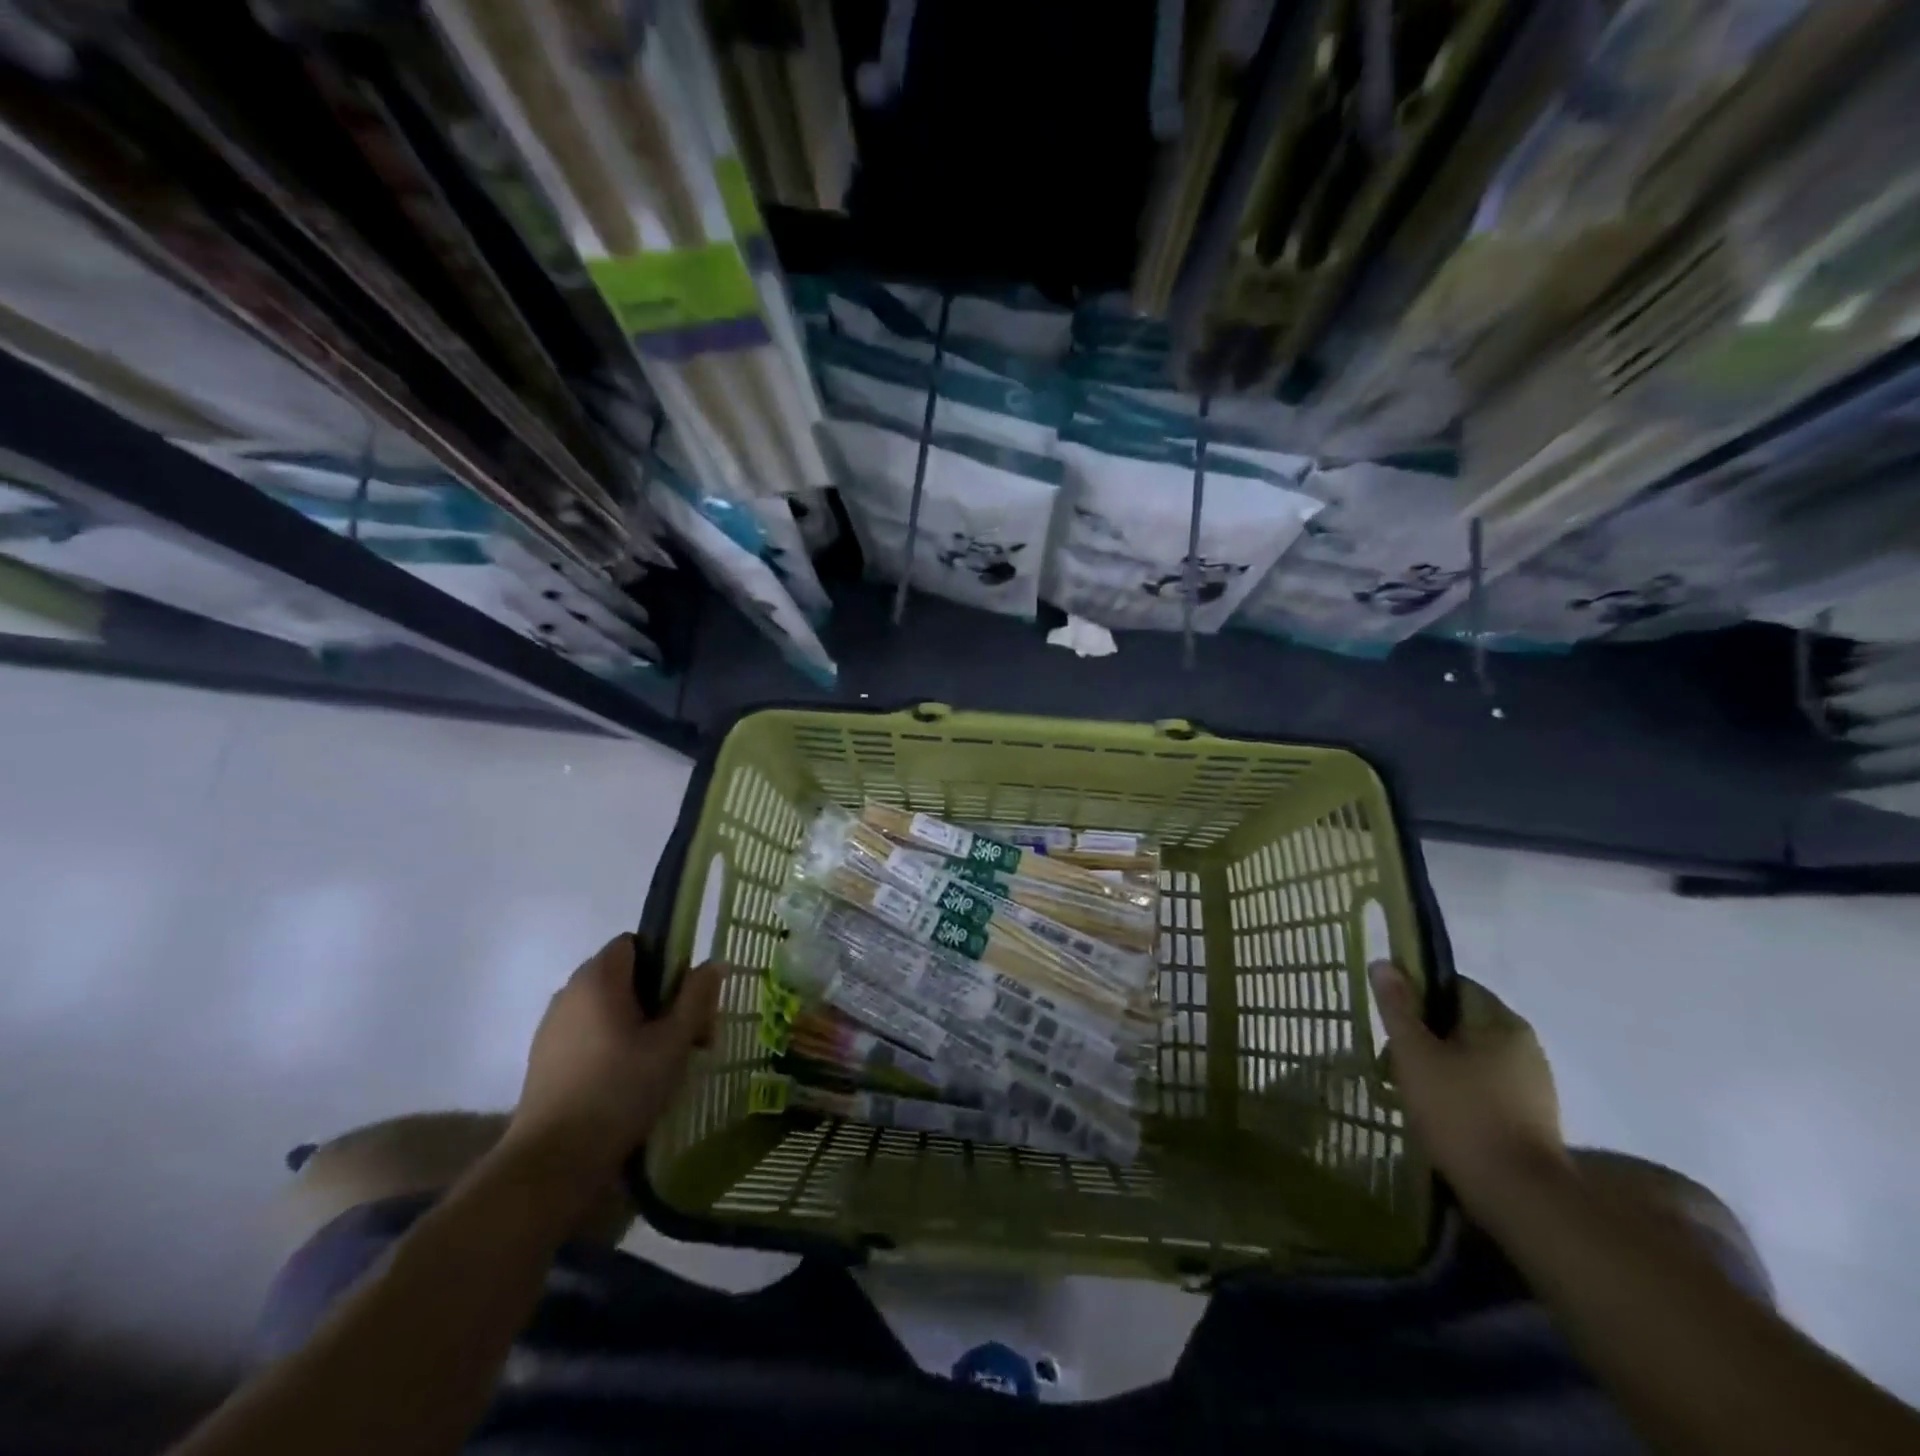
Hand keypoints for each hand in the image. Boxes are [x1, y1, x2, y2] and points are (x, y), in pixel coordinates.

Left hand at [507, 935, 722, 1176]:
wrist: (551, 1163)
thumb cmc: (620, 1091)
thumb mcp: (674, 1042)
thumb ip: (696, 997)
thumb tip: (713, 964)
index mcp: (599, 978)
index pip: (636, 943)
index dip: (667, 962)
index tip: (686, 998)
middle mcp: (570, 992)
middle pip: (625, 977)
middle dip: (660, 1000)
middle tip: (688, 1037)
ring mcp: (552, 1027)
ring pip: (608, 1009)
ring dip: (639, 1025)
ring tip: (662, 1065)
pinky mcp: (545, 1060)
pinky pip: (589, 1035)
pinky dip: (613, 1046)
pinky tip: (629, 1082)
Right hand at [1369, 960, 1565, 1213]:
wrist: (1520, 1198)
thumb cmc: (1460, 1113)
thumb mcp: (1414, 1053)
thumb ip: (1397, 1007)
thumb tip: (1384, 963)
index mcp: (1501, 1021)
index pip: (1453, 985)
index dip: (1417, 994)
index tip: (1392, 1020)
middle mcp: (1524, 1045)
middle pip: (1461, 1022)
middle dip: (1425, 1035)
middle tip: (1393, 1059)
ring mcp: (1533, 1084)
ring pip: (1472, 1057)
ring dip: (1440, 1066)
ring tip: (1410, 1090)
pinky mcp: (1532, 1119)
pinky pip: (1486, 1087)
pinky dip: (1460, 1093)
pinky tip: (1438, 1115)